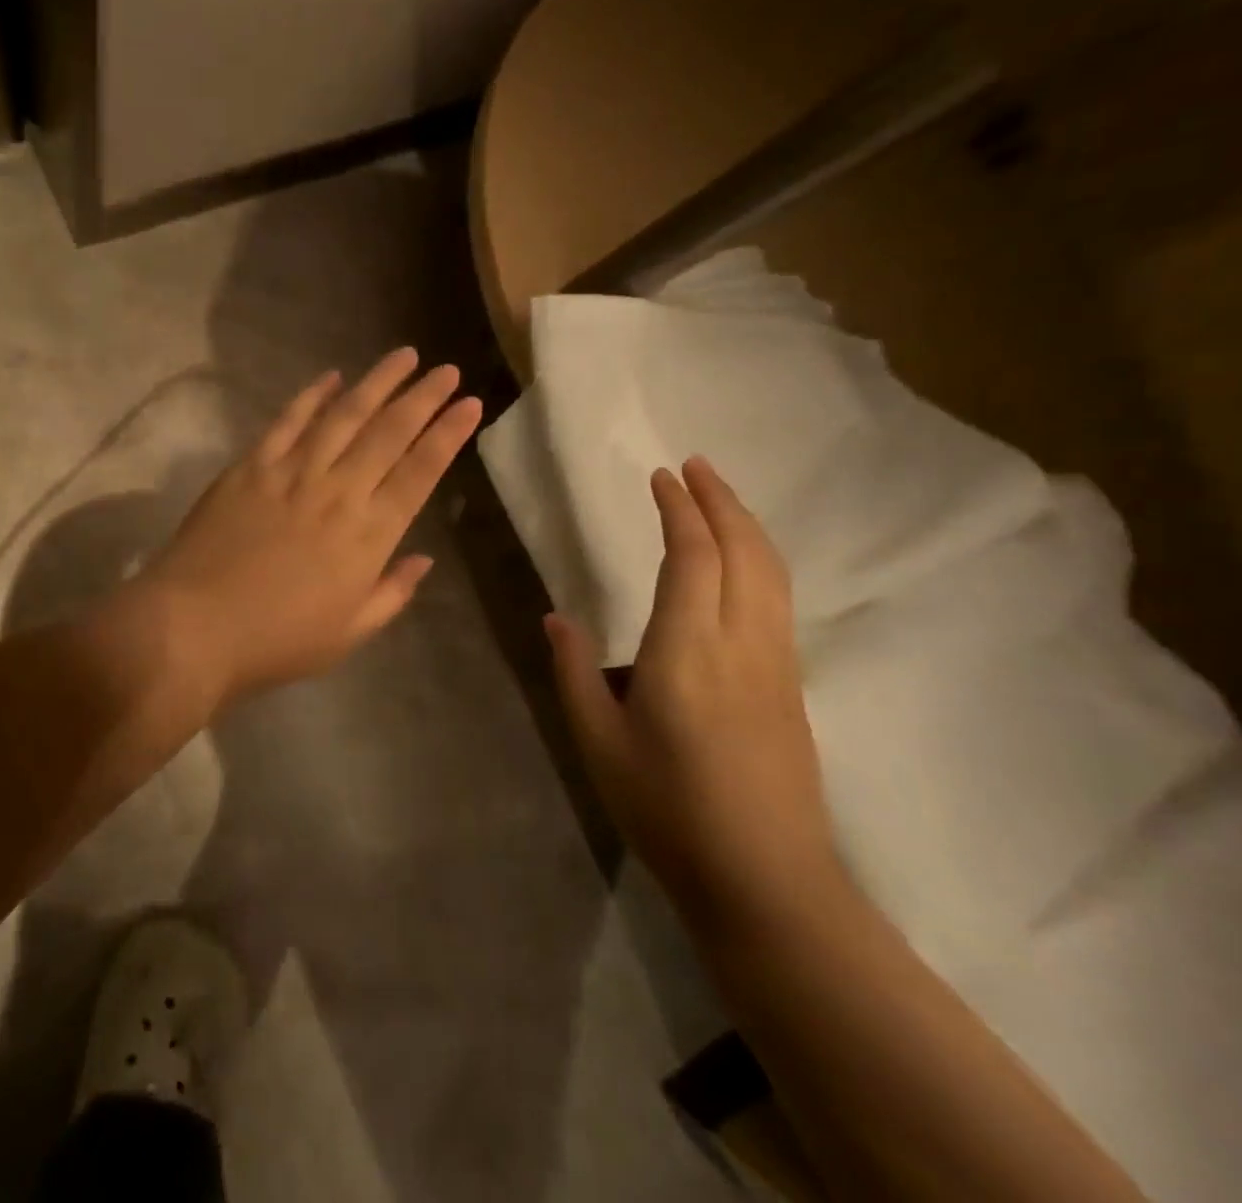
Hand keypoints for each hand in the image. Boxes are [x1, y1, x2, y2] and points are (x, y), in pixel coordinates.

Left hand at [134, 348, 481, 707]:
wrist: (196, 627)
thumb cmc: (278, 641)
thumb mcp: (349, 633)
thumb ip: (392, 593)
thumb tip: (423, 559)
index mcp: (369, 535)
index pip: (420, 472)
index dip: (448, 435)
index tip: (470, 404)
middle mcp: (338, 491)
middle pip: (389, 433)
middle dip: (423, 397)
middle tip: (446, 370)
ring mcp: (292, 473)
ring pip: (344, 415)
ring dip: (377, 382)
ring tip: (404, 355)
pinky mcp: (251, 466)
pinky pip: (287, 422)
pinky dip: (311, 396)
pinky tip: (331, 376)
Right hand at [545, 457, 843, 930]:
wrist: (767, 882)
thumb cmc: (668, 810)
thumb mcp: (597, 742)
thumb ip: (574, 671)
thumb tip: (557, 618)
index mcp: (687, 651)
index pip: (692, 557)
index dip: (679, 510)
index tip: (661, 476)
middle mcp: (742, 644)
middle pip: (745, 551)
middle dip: (721, 501)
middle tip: (694, 467)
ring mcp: (777, 665)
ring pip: (772, 573)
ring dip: (746, 525)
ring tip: (719, 498)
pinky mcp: (792, 688)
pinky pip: (778, 601)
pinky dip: (760, 561)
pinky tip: (742, 565)